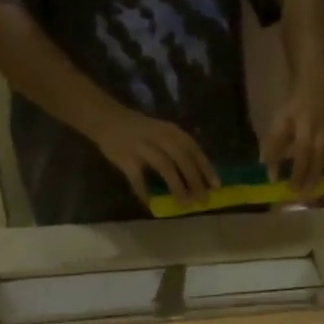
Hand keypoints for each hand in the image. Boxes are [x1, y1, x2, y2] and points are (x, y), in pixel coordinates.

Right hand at [89, 106, 218, 206]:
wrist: (106, 118)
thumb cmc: (141, 130)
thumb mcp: (163, 132)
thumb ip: (179, 150)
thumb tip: (199, 177)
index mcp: (172, 132)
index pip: (194, 150)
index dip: (207, 169)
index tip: (217, 187)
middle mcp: (160, 137)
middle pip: (183, 160)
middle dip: (195, 181)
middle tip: (203, 200)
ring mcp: (142, 147)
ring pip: (165, 168)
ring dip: (177, 187)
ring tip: (185, 204)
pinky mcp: (126, 159)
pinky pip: (138, 179)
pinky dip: (145, 193)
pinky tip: (152, 205)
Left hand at [261, 85, 323, 197]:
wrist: (317, 91)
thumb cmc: (294, 109)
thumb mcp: (279, 123)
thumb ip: (273, 146)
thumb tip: (269, 170)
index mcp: (305, 129)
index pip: (302, 153)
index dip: (296, 170)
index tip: (285, 186)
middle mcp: (321, 137)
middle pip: (315, 162)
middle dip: (306, 180)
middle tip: (297, 198)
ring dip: (318, 181)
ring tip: (311, 197)